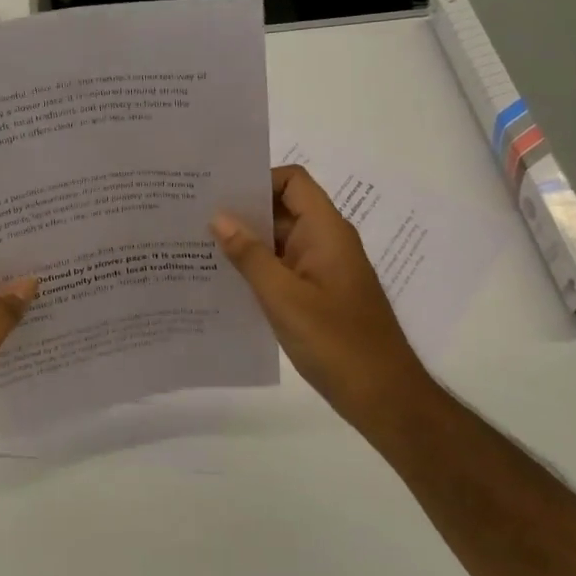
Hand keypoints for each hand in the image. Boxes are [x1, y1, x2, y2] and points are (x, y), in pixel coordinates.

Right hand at [212, 165, 432, 422]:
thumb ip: (250, 256)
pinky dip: (254, 268)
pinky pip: (281, 268)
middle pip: (281, 208)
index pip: (292, 181)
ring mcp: (321, 269)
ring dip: (244, 241)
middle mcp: (325, 242)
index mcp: (326, 231)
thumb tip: (218, 216)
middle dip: (241, 210)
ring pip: (278, 240)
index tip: (217, 192)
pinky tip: (221, 280)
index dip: (257, 179)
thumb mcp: (284, 298)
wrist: (382, 397)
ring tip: (197, 245)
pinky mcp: (315, 294)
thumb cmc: (336, 342)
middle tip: (193, 215)